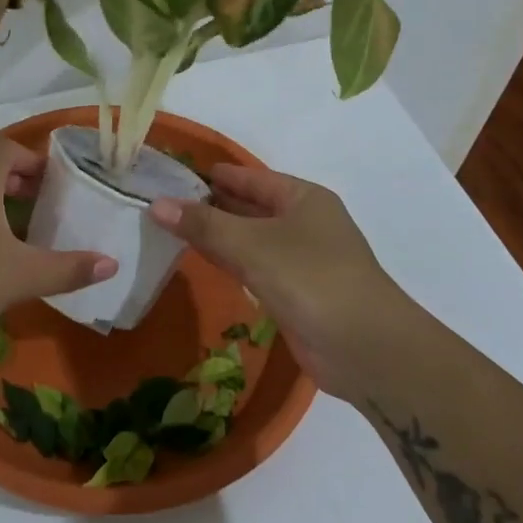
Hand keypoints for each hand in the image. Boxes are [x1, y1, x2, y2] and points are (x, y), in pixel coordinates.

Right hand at [148, 165, 400, 399]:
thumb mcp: (252, 245)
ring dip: (216, 235)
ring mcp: (301, 260)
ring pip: (250, 239)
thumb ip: (204, 225)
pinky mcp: (295, 293)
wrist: (365, 348)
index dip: (215, 175)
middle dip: (210, 205)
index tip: (174, 173)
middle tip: (162, 202)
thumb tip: (156, 204)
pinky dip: (228, 262)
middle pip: (250, 207)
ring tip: (170, 227)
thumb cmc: (311, 278)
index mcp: (303, 198)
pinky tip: (200, 260)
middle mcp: (304, 223)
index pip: (251, 178)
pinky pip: (253, 268)